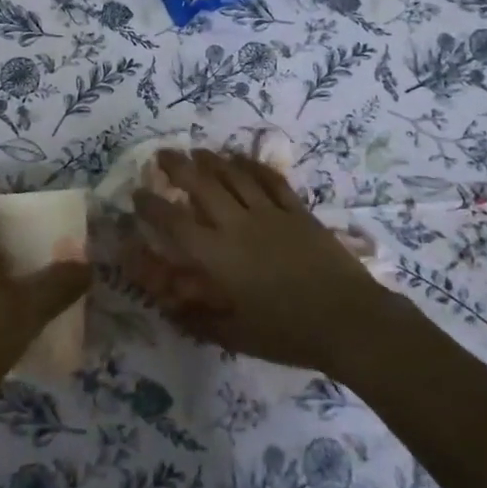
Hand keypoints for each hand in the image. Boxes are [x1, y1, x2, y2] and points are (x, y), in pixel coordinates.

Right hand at [124, 149, 403, 377]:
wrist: (347, 320)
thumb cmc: (288, 333)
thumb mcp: (236, 336)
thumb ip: (199, 320)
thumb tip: (168, 308)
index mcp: (218, 256)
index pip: (175, 223)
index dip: (152, 207)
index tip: (138, 193)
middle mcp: (238, 225)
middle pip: (202, 186)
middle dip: (178, 167)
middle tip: (162, 154)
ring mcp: (270, 214)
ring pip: (234, 176)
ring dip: (212, 160)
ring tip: (197, 151)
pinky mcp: (297, 212)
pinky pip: (271, 181)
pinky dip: (253, 167)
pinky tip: (242, 159)